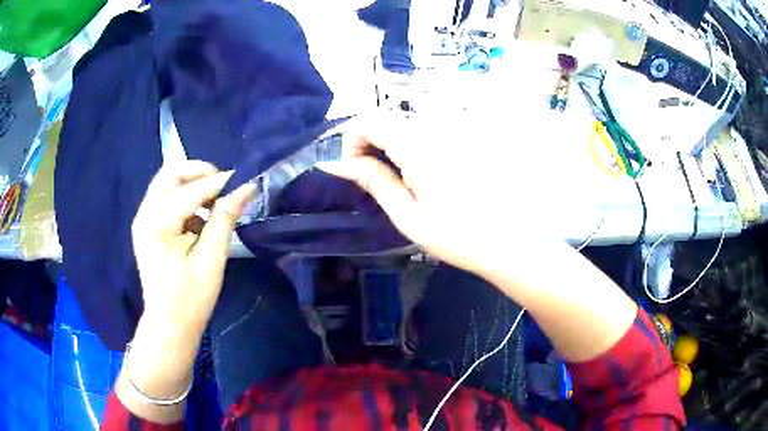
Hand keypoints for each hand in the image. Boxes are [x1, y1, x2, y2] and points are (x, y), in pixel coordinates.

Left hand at [132, 160, 255, 329]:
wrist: (169, 325)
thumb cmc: (191, 298)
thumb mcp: (211, 259)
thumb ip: (225, 218)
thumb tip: (246, 187)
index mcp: (158, 224)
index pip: (190, 191)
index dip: (218, 183)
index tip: (243, 181)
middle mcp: (145, 214)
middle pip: (170, 174)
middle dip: (199, 173)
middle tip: (224, 186)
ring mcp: (143, 219)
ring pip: (167, 183)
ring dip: (192, 186)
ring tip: (214, 206)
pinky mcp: (146, 226)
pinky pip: (166, 199)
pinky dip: (185, 200)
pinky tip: (199, 220)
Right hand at [322, 112, 572, 274]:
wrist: (515, 242)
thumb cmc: (461, 237)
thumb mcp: (409, 216)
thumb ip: (373, 182)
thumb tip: (337, 164)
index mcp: (419, 144)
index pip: (369, 119)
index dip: (353, 141)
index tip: (357, 169)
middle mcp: (441, 123)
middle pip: (392, 118)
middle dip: (377, 144)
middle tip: (386, 180)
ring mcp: (463, 125)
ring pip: (415, 121)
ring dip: (402, 143)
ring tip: (415, 179)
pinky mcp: (478, 132)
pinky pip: (440, 126)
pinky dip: (426, 142)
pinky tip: (441, 171)